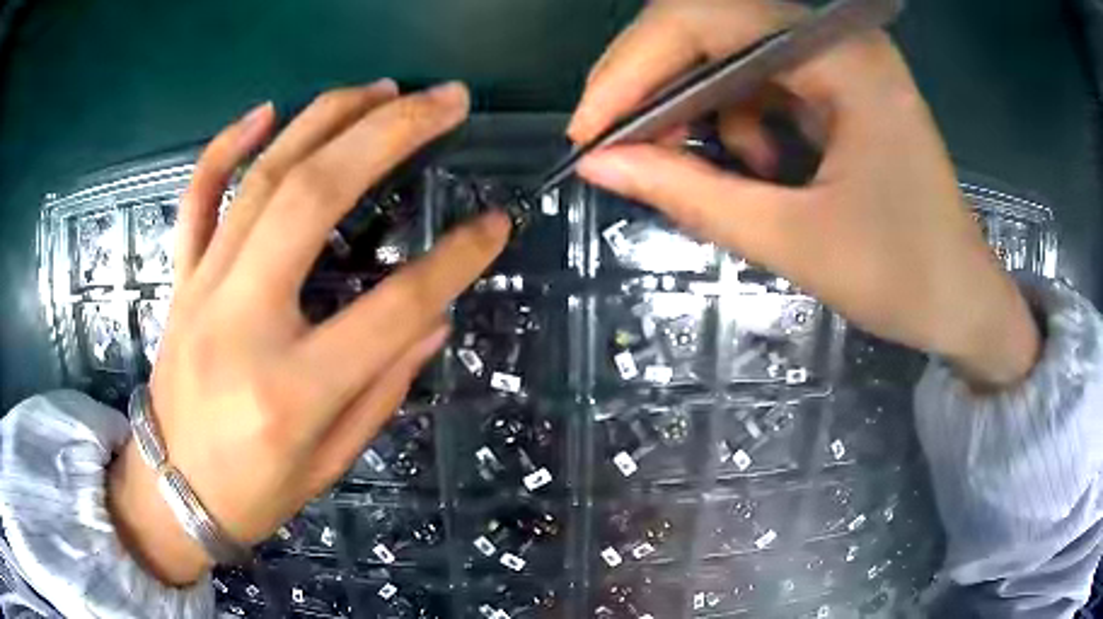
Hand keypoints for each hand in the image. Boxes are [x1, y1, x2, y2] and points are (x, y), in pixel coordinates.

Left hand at [107, 80, 509, 585]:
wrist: (172, 492)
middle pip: (314, 198)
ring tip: (383, 89)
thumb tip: (434, 318)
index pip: (392, 307)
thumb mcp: (332, 460)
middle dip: (389, 133)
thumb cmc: (255, 492)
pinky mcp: (181, 279)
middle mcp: (241, 321)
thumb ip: (384, 386)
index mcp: (291, 389)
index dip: (455, 261)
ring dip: (327, 119)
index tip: (498, 224)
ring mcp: (202, 289)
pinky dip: (227, 145)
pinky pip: (197, 196)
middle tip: (445, 101)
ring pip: (262, 177)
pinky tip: (267, 110)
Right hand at [569, 0, 1038, 387]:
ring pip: (728, 57)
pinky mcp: (837, 86)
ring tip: (707, 173)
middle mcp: (836, 40)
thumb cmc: (904, 278)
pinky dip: (738, 122)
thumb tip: (599, 165)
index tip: (590, 132)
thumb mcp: (795, 242)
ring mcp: (837, 60)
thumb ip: (693, 197)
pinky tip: (760, 169)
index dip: (632, 67)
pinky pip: (759, 82)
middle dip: (654, 87)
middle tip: (619, 147)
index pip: (705, 19)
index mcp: (841, 59)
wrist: (963, 302)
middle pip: (710, 28)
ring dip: (699, 110)